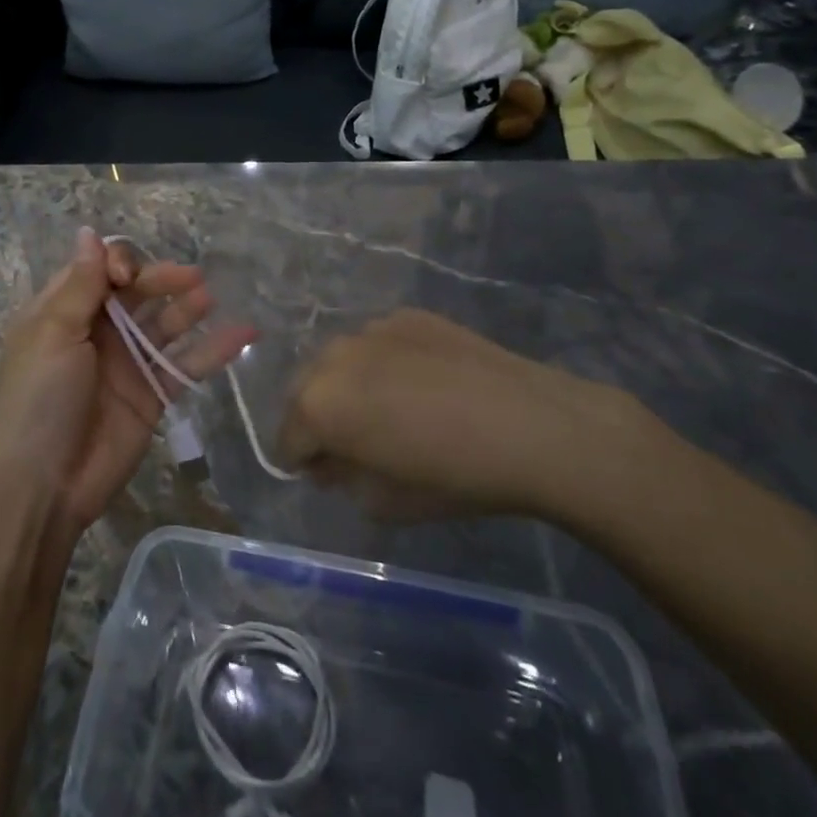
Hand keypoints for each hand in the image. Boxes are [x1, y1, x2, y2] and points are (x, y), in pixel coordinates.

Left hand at [0, 228, 255, 536]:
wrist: (44, 485)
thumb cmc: (40, 398)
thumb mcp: (53, 333)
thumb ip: (80, 285)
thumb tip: (89, 232)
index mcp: (65, 311)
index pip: (99, 270)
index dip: (120, 264)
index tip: (130, 279)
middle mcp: (98, 331)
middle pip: (137, 293)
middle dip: (162, 280)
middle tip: (193, 278)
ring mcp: (128, 363)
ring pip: (165, 324)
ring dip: (188, 307)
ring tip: (210, 296)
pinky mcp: (153, 395)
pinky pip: (186, 364)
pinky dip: (214, 349)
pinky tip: (243, 334)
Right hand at [278, 309, 649, 522]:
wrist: (529, 425)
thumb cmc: (454, 477)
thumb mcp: (385, 501)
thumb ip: (342, 478)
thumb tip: (332, 461)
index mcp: (319, 405)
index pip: (287, 438)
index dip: (302, 462)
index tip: (329, 474)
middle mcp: (333, 356)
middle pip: (305, 391)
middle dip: (317, 418)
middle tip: (355, 443)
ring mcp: (370, 328)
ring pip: (339, 360)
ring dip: (347, 385)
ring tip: (390, 409)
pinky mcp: (405, 315)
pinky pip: (376, 343)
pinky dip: (381, 363)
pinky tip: (422, 385)